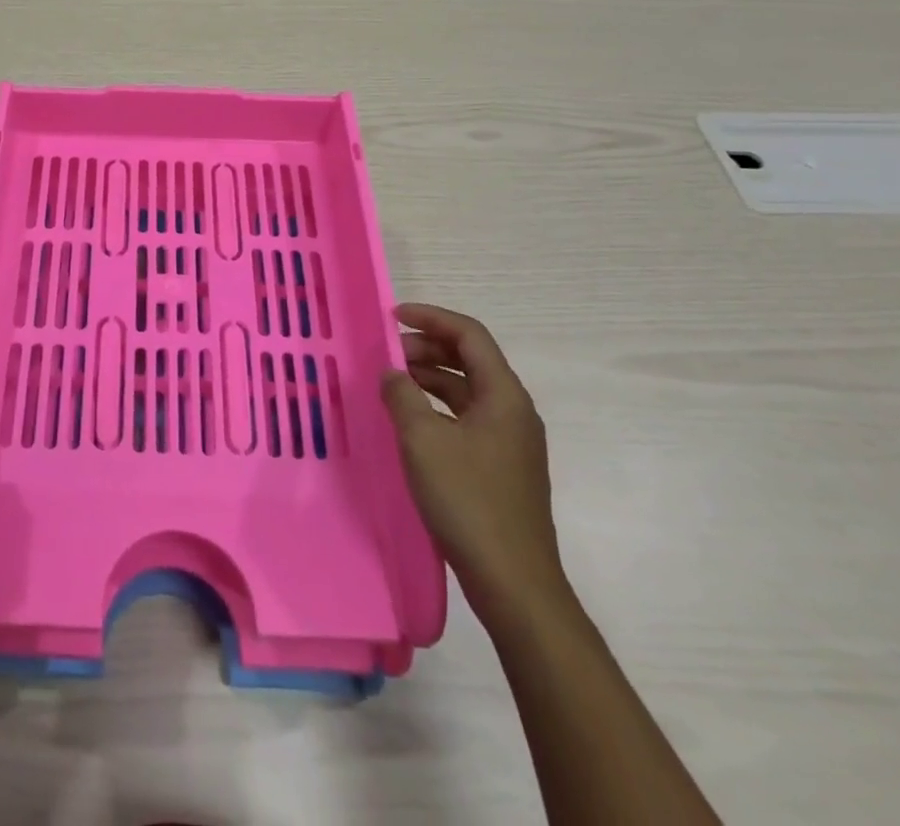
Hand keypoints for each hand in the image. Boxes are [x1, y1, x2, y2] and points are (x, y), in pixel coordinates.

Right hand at [380, 303, 566, 621]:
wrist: (514, 583)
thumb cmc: (469, 501)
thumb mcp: (423, 440)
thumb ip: (402, 396)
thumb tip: (392, 373)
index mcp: (504, 395)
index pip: (469, 335)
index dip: (431, 317)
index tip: (393, 316)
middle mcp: (513, 411)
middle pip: (470, 360)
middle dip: (426, 348)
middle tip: (386, 354)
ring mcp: (509, 441)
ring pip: (466, 391)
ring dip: (429, 378)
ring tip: (390, 383)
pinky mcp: (500, 467)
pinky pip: (465, 418)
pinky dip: (436, 407)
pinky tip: (409, 421)